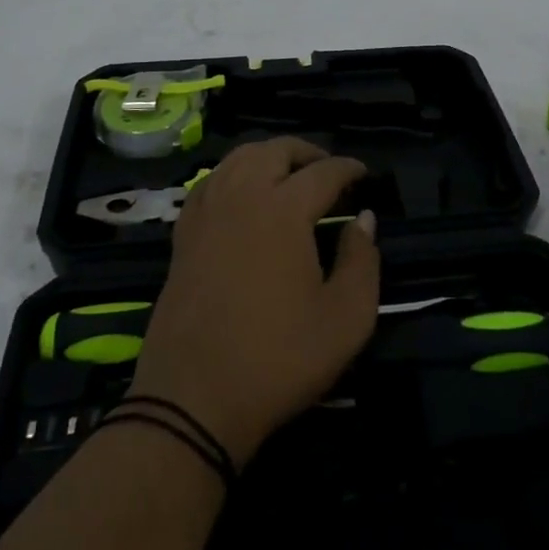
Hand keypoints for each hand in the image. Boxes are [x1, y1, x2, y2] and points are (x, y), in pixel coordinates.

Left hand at [128, 138, 378, 466]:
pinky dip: (233, 174)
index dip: (348, 168)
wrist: (194, 399)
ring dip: (269, 156)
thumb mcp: (346, 320)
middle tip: (329, 170)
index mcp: (283, 209)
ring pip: (238, 158)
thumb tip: (364, 219)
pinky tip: (242, 194)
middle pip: (275, 150)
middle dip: (307, 152)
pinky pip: (210, 182)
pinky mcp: (184, 233)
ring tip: (289, 175)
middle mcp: (242, 195)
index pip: (323, 172)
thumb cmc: (278, 359)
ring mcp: (207, 212)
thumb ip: (363, 261)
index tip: (364, 174)